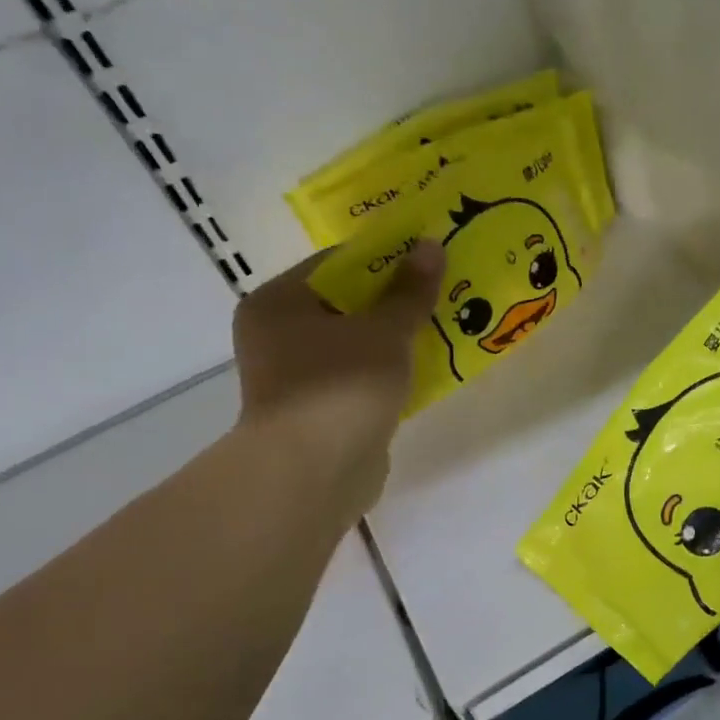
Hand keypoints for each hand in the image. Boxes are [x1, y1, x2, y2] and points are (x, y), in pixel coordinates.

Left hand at [229, 242, 443, 523]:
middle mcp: (277, 336)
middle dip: (395, 300)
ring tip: (443, 327)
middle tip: (442, 291)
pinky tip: (427, 369)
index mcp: (278, 302)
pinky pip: (359, 379)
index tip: (427, 257)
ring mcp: (296, 378)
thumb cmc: (342, 386)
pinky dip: (388, 373)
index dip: (385, 257)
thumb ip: (409, 290)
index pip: (336, 264)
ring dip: (395, 339)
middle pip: (346, 305)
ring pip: (355, 345)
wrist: (315, 474)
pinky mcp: (319, 413)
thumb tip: (431, 245)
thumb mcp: (384, 330)